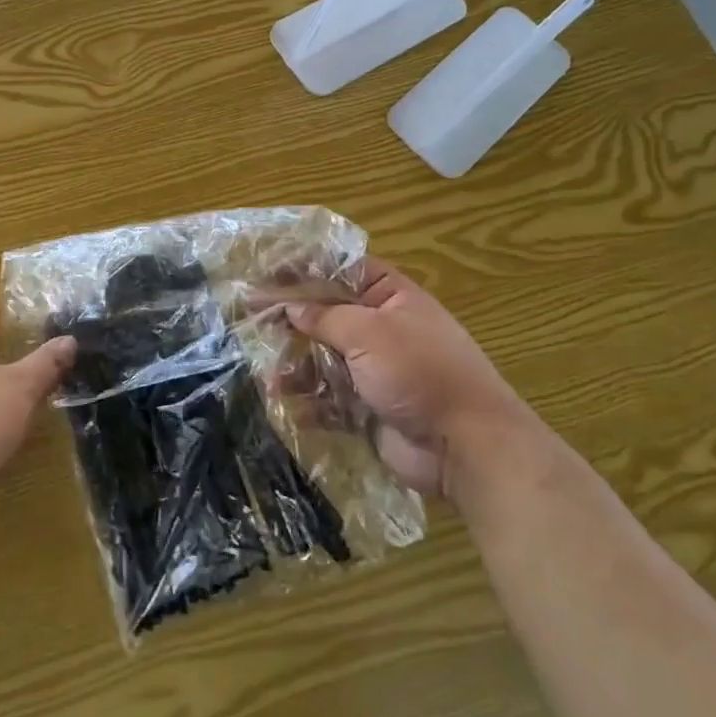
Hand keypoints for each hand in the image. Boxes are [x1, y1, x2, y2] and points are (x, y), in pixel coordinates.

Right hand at [283, 257, 532, 500]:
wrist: (465, 447)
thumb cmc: (419, 371)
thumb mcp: (368, 332)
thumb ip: (324, 315)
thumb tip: (290, 307)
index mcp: (390, 297)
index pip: (341, 270)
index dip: (305, 268)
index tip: (266, 271)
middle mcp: (380, 328)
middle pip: (327, 314)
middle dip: (291, 318)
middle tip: (250, 317)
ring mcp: (374, 370)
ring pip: (323, 357)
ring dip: (295, 363)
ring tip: (267, 371)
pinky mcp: (367, 407)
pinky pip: (328, 397)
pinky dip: (307, 399)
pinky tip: (283, 400)